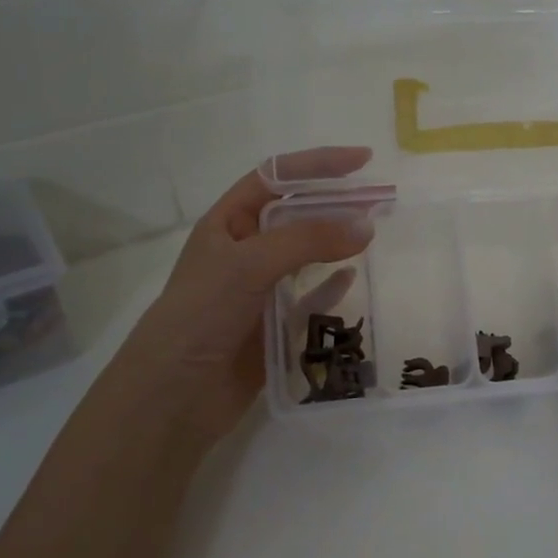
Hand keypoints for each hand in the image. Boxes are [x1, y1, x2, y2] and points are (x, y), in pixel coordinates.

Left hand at [121, 147, 373, 447]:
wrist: (175, 396)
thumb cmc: (201, 316)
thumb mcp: (249, 265)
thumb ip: (307, 241)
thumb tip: (366, 226)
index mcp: (227, 224)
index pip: (275, 178)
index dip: (317, 164)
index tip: (362, 161)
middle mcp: (244, 251)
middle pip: (297, 215)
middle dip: (337, 204)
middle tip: (382, 202)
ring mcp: (259, 289)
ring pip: (307, 255)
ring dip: (338, 243)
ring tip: (376, 235)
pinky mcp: (274, 324)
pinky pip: (310, 297)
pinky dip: (332, 287)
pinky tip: (354, 280)